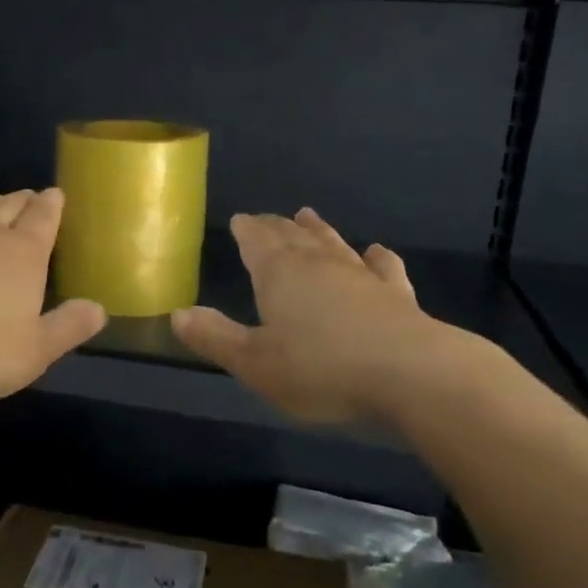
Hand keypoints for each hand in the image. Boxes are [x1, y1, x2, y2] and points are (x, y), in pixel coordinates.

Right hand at [172, 209, 494, 423]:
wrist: (411, 373)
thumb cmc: (321, 368)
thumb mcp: (255, 363)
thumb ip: (215, 338)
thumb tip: (177, 313)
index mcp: (279, 274)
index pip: (257, 241)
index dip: (246, 230)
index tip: (240, 219)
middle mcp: (318, 264)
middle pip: (292, 236)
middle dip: (275, 226)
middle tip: (265, 217)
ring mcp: (360, 275)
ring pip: (332, 243)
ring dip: (318, 230)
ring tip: (307, 215)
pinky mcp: (396, 294)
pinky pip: (382, 266)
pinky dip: (375, 256)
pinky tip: (375, 251)